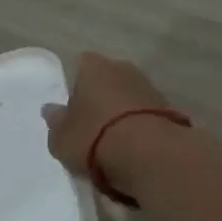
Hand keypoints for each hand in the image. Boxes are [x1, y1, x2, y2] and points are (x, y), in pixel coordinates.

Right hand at [43, 53, 185, 195]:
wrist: (150, 155)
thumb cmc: (95, 138)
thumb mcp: (61, 138)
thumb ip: (55, 122)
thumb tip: (52, 110)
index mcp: (93, 67)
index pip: (80, 65)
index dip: (74, 85)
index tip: (71, 109)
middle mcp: (123, 68)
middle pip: (107, 79)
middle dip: (99, 98)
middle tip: (89, 126)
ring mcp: (149, 87)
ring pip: (128, 97)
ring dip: (121, 113)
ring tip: (112, 143)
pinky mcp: (169, 110)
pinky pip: (145, 115)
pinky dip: (138, 127)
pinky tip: (132, 149)